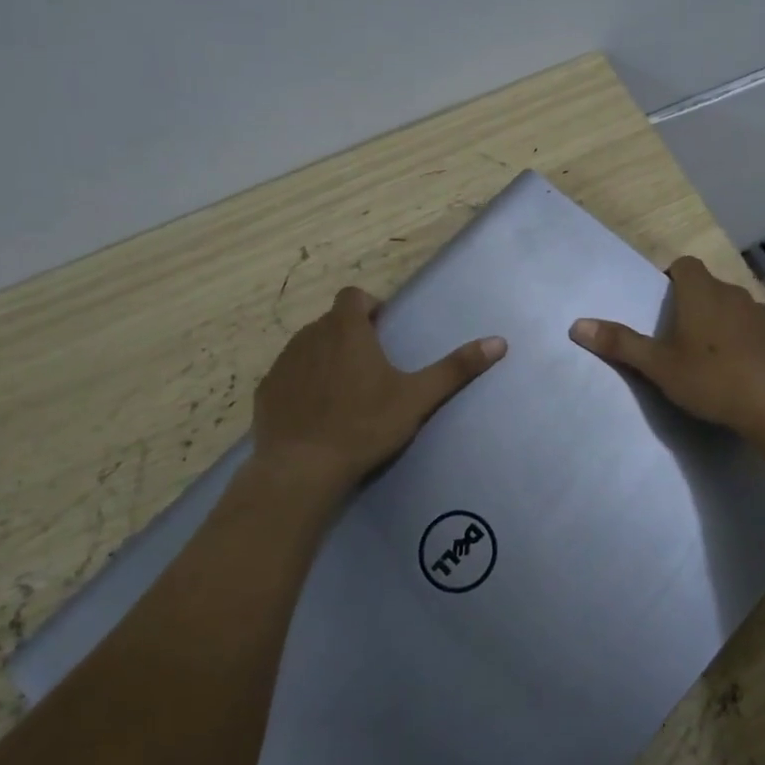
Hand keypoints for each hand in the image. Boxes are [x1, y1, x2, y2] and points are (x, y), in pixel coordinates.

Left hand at [253, 286, 506, 491]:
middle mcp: (309, 337)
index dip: (368, 306)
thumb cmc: (364, 426)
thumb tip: (499, 342)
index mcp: (346, 331)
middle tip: (370, 366)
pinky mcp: (266, 392)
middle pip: (331, 322)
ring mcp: (282, 364)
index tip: (382, 329)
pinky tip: (315, 413)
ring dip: (324, 357)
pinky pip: (287, 376)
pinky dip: (301, 384)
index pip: (353, 296)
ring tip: (344, 391)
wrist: (302, 469)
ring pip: (307, 347)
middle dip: (349, 334)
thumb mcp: (417, 398)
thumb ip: (456, 368)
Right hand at [569, 256, 764, 440]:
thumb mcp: (659, 366)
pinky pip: (758, 328)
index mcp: (701, 293)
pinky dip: (748, 339)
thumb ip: (621, 344)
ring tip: (711, 354)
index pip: (685, 264)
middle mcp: (734, 293)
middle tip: (680, 336)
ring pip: (736, 307)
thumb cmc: (712, 378)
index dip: (672, 276)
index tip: (663, 302)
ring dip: (723, 321)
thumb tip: (577, 325)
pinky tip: (744, 368)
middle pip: (710, 286)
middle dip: (695, 303)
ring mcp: (763, 313)